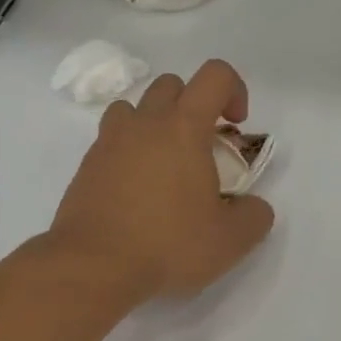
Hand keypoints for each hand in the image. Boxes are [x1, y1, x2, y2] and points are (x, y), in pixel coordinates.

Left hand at [48, 59, 275, 301]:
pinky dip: (129, 152)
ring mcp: (109, 142)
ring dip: (155, 123)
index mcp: (184, 127)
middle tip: (203, 148)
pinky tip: (137, 191)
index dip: (234, 90)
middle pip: (171, 85)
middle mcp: (144, 123)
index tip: (236, 126)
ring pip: (134, 108)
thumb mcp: (230, 240)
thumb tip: (253, 207)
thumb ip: (254, 216)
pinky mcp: (87, 166)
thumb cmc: (167, 244)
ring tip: (165, 164)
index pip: (215, 75)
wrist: (93, 265)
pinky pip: (111, 140)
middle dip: (193, 105)